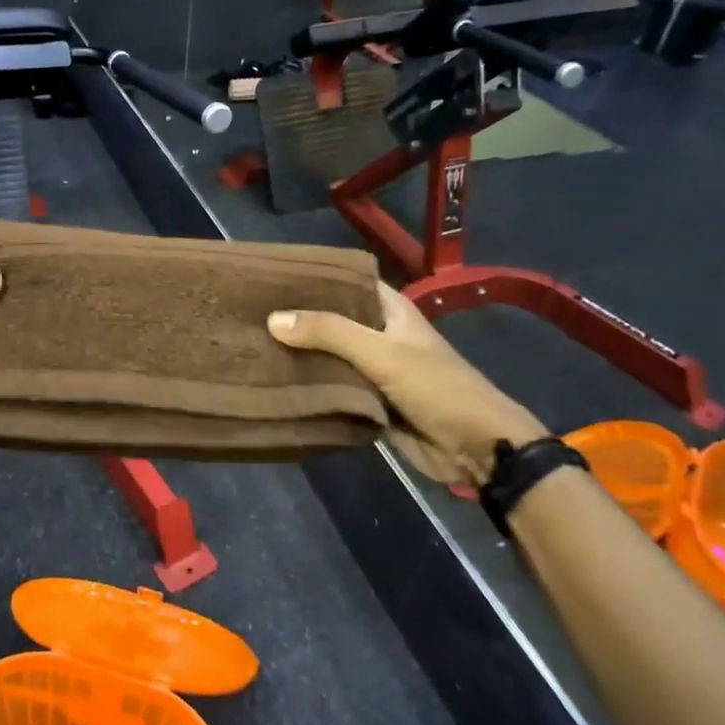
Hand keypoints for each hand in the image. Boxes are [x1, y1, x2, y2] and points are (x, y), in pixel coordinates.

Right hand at [269, 282, 544, 494]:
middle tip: (248, 312)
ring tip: (251, 342)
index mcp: (390, 310)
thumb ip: (329, 333)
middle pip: (332, 319)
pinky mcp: (369, 401)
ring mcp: (374, 368)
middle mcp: (379, 334)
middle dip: (298, 318)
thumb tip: (272, 318)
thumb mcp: (381, 353)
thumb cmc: (436, 387)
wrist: (476, 448)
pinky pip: (333, 387)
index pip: (346, 281)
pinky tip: (274, 380)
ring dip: (300, 353)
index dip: (312, 277)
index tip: (270, 276)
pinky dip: (310, 385)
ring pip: (329, 355)